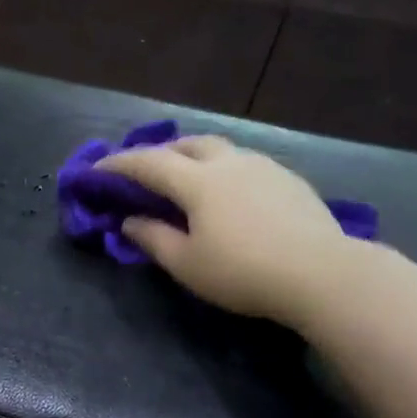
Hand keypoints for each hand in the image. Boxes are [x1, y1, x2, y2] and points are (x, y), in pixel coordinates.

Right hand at [97, 135, 357, 327]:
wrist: (320, 273)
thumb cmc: (242, 272)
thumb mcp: (187, 265)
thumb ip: (153, 239)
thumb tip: (129, 221)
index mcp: (198, 181)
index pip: (148, 164)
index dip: (118, 165)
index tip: (96, 171)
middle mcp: (229, 162)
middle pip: (187, 144)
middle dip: (160, 153)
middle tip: (145, 171)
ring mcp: (263, 166)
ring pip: (220, 149)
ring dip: (194, 156)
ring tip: (187, 178)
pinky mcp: (289, 179)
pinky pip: (245, 163)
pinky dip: (224, 169)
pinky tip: (230, 193)